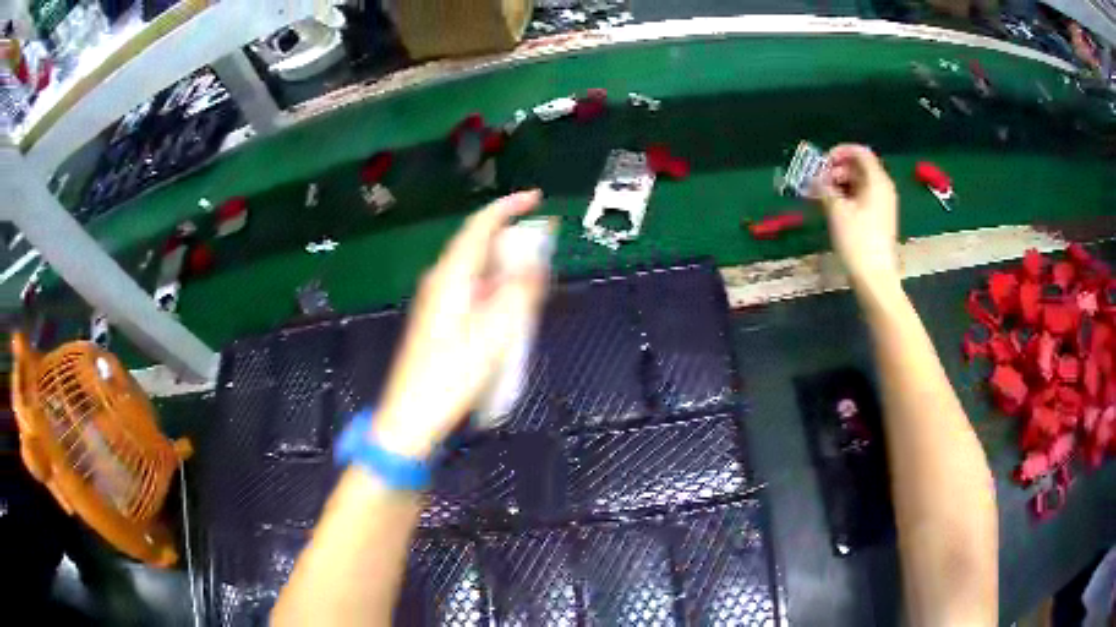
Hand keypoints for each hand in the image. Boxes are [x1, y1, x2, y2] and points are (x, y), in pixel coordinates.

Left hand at [372, 191, 547, 458]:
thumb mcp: (495, 333)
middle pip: (479, 245)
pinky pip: (472, 288)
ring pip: (477, 269)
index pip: (481, 225)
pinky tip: (508, 308)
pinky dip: (495, 287)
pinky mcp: (439, 317)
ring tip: (532, 282)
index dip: (509, 206)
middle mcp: (441, 278)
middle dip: (513, 241)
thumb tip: (536, 262)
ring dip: (506, 267)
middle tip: (544, 253)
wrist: (412, 413)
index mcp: (452, 275)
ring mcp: (437, 298)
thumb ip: (519, 292)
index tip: (536, 197)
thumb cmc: (453, 374)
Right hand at [815, 144, 899, 290]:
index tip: (821, 163)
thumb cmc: (857, 240)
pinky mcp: (879, 219)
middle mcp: (883, 188)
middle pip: (858, 167)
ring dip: (839, 185)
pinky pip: (862, 198)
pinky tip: (832, 209)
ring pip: (859, 183)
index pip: (859, 152)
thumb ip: (824, 187)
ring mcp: (883, 204)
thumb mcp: (836, 210)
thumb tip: (815, 178)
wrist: (875, 277)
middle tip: (817, 183)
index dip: (839, 152)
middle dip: (836, 170)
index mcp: (877, 181)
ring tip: (820, 197)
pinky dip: (847, 197)